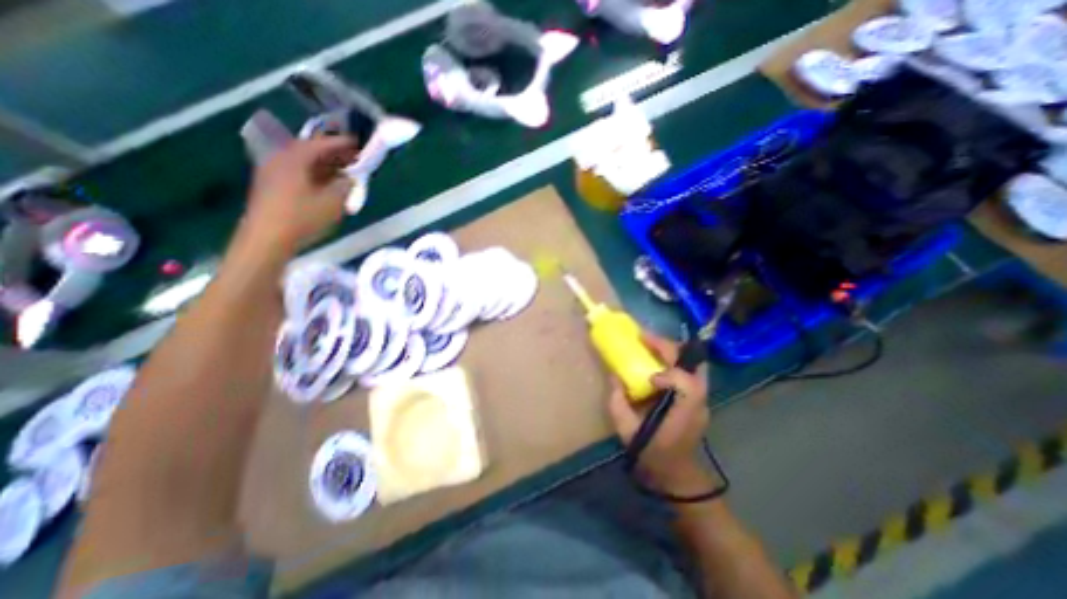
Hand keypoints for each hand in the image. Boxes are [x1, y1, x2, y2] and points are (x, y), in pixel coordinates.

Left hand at [241, 136, 358, 253]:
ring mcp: (271, 172)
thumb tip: (348, 178)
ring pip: (302, 161)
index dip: (340, 143)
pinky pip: (296, 171)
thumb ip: (344, 186)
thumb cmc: (302, 217)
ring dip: (322, 164)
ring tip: (340, 170)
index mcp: (294, 159)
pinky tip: (324, 183)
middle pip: (308, 149)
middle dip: (331, 153)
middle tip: (351, 157)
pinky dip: (312, 173)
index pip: (320, 144)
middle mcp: (279, 159)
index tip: (357, 143)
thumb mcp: (332, 202)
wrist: (267, 238)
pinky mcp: (270, 185)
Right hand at [607, 331, 716, 492]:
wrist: (676, 476)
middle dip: (667, 346)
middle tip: (644, 338)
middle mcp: (698, 401)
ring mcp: (702, 399)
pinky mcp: (698, 399)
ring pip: (693, 363)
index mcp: (683, 412)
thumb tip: (614, 376)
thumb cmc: (652, 454)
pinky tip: (656, 360)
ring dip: (671, 350)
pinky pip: (689, 371)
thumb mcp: (627, 431)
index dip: (667, 374)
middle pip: (693, 364)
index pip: (686, 383)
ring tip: (649, 344)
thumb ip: (618, 402)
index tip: (649, 378)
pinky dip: (673, 360)